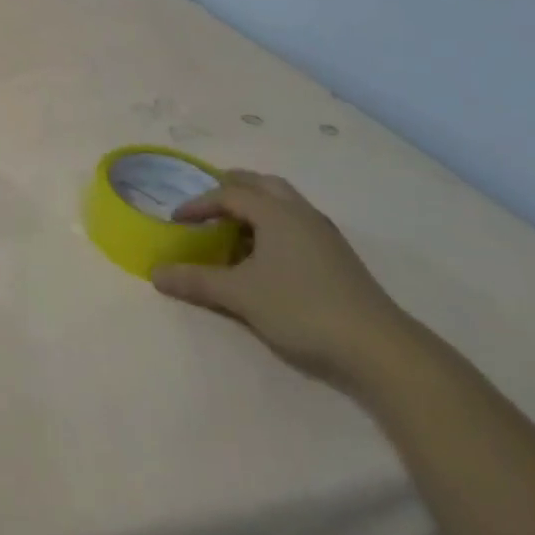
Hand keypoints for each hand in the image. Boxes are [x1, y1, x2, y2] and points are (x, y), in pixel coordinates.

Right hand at [151, 170, 414, 385]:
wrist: (380, 349)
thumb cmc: (301, 309)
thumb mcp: (239, 295)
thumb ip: (195, 280)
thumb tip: (155, 272)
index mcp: (276, 213)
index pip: (229, 194)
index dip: (198, 204)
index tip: (176, 221)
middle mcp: (301, 214)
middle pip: (262, 185)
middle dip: (232, 189)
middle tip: (208, 204)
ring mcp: (324, 235)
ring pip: (284, 204)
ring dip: (256, 207)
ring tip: (234, 228)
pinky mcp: (338, 258)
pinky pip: (297, 224)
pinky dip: (273, 226)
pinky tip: (266, 256)